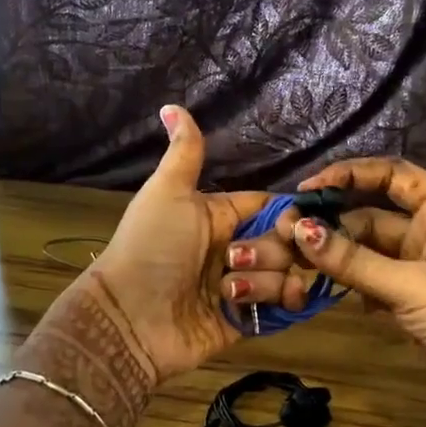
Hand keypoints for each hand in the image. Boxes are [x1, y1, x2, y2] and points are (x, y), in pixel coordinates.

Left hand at [57, 105, 270, 385]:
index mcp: (220, 217)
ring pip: (286, 275)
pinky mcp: (245, 321)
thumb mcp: (168, 193)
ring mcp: (241, 287)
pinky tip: (261, 304)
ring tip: (231, 291)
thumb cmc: (150, 248)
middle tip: (235, 260)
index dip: (289, 213)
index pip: (270, 207)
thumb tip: (170, 105)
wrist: (130, 317)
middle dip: (270, 251)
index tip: (295, 221)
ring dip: (266, 281)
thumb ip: (184, 153)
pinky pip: (281, 308)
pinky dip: (279, 304)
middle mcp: (235, 249)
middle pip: (284, 242)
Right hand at [241, 158, 425, 426]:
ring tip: (296, 263)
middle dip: (333, 225)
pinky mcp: (416, 308)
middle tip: (287, 235)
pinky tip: (329, 294)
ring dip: (338, 258)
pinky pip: (375, 286)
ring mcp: (423, 274)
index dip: (351, 174)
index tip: (308, 188)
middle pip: (373, 218)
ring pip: (370, 255)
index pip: (394, 176)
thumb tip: (300, 229)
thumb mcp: (411, 285)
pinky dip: (353, 288)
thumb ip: (353, 261)